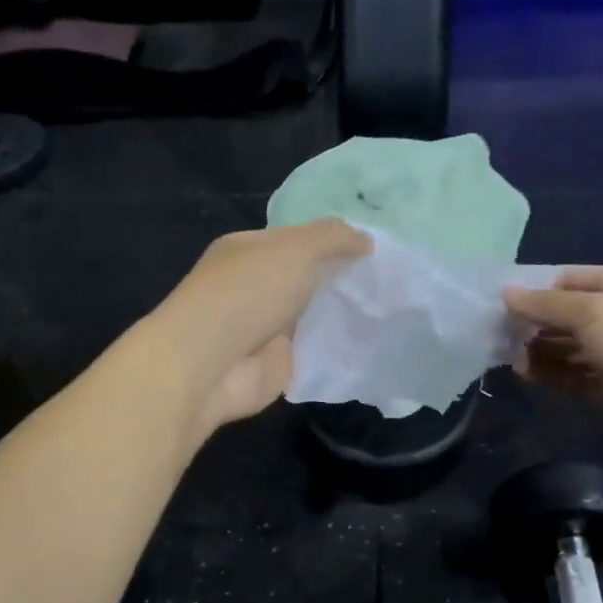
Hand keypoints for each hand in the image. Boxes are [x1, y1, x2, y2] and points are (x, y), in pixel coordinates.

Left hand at [147, 220, 371, 433]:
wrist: (213, 363)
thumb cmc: (249, 292)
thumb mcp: (296, 248)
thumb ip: (333, 238)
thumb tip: (366, 240)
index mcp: (247, 251)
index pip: (295, 240)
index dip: (331, 242)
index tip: (372, 249)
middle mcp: (253, 287)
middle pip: (305, 279)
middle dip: (341, 279)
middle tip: (388, 279)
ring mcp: (264, 328)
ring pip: (312, 315)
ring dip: (341, 314)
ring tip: (388, 309)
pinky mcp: (277, 364)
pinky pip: (314, 351)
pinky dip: (337, 349)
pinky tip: (370, 343)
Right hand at [504, 266, 602, 461]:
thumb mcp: (596, 313)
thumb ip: (547, 306)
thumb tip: (505, 293)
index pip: (567, 281)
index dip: (533, 290)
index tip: (496, 303)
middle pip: (564, 316)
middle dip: (531, 323)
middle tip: (492, 333)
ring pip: (565, 348)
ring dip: (536, 350)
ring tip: (504, 355)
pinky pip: (572, 377)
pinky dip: (548, 374)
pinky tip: (524, 373)